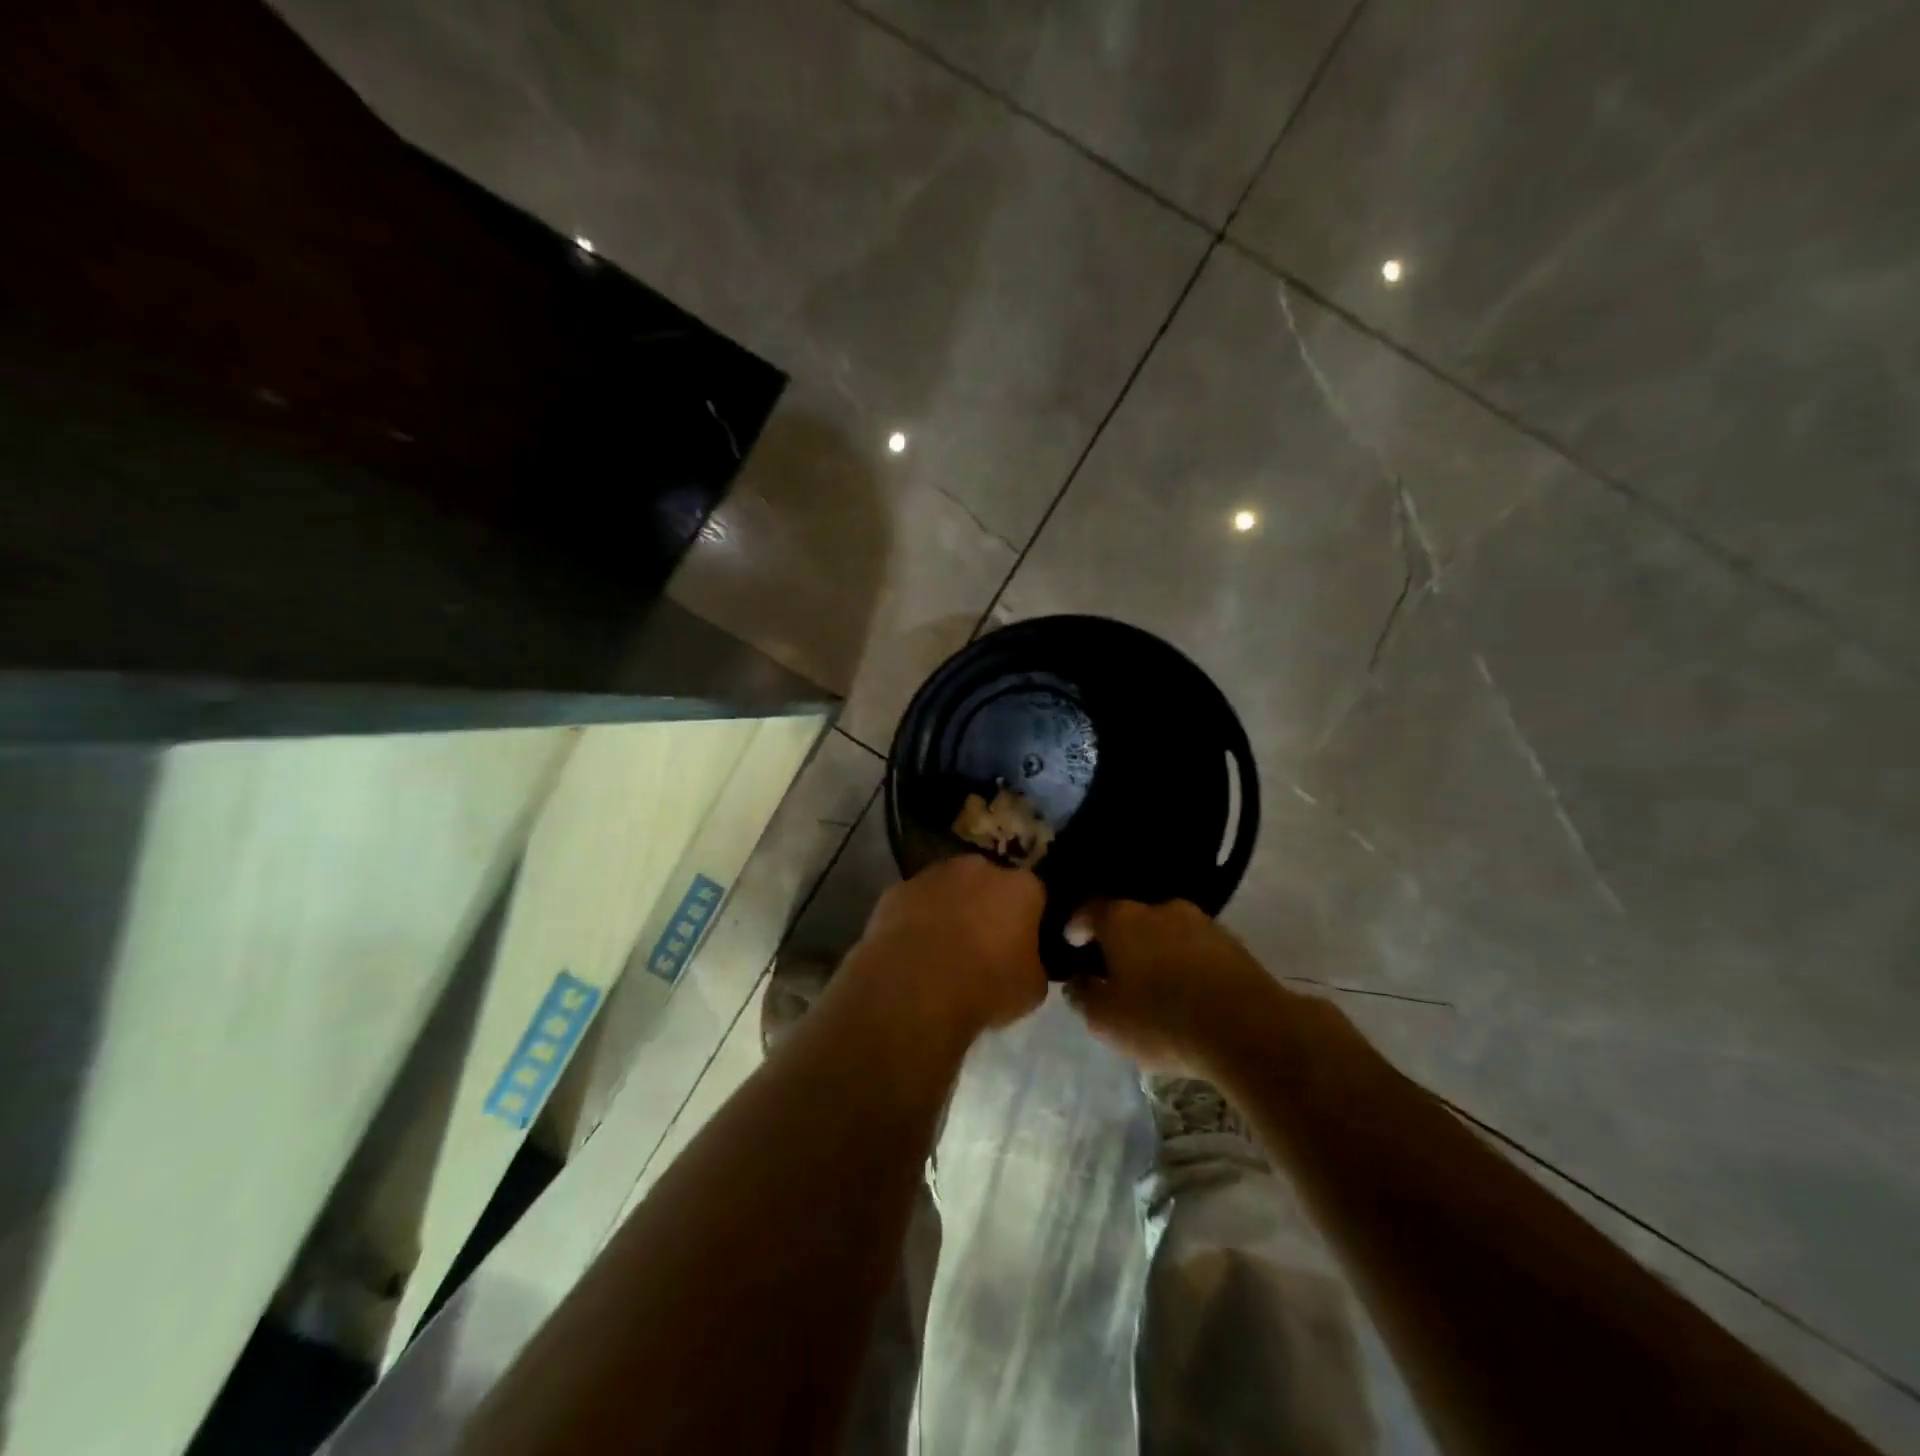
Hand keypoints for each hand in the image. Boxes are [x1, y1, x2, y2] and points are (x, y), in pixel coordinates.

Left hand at [840, 854, 1048, 1043]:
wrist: (914, 988)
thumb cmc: (985, 986)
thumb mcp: (1031, 989)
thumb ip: (1033, 965)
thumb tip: (1025, 963)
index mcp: (1020, 887)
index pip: (1034, 895)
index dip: (1029, 919)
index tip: (1022, 944)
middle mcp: (978, 868)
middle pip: (989, 882)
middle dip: (987, 906)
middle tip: (983, 944)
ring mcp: (933, 875)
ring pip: (949, 888)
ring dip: (949, 910)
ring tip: (942, 950)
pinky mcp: (896, 890)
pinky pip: (914, 903)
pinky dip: (916, 920)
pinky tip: (912, 951)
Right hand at [1065, 899, 1276, 1072]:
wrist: (1248, 1029)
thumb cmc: (1161, 1019)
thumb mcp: (1105, 1019)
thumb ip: (1082, 995)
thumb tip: (1077, 981)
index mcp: (1121, 919)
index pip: (1088, 911)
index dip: (1075, 927)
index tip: (1071, 945)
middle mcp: (1159, 908)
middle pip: (1128, 919)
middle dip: (1118, 941)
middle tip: (1112, 969)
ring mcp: (1200, 922)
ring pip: (1164, 931)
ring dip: (1154, 951)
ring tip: (1152, 982)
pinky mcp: (1231, 942)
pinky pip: (1194, 947)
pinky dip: (1184, 962)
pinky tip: (1185, 988)